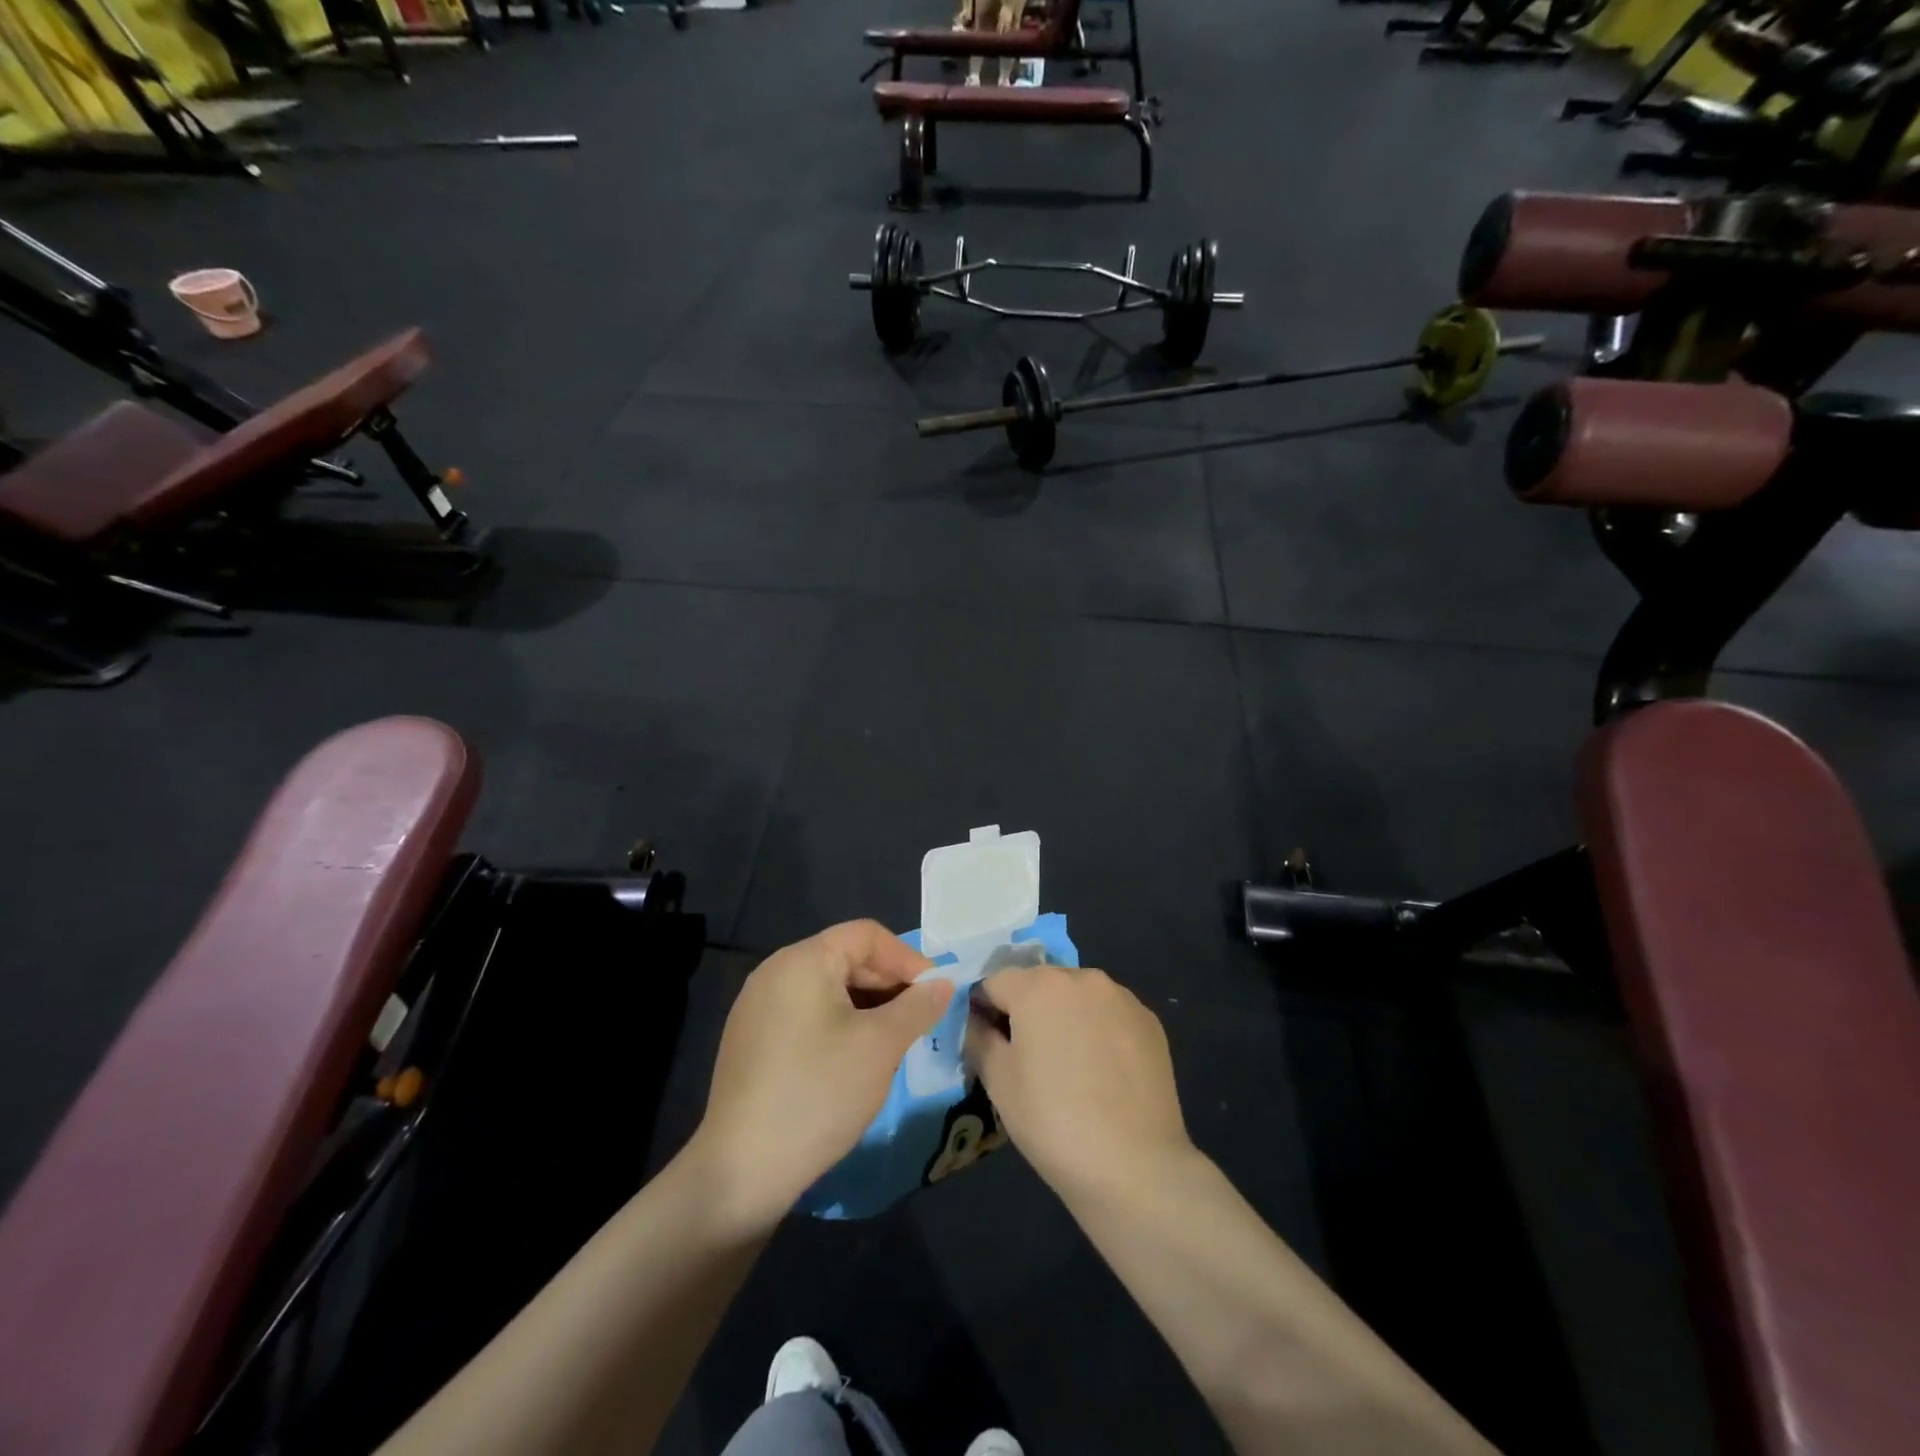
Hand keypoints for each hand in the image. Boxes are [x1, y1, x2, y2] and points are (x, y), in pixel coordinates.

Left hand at [691, 921, 950, 1231]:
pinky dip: (839, 1025)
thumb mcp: (881, 1046)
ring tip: (892, 1043)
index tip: (935, 995)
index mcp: (803, 960)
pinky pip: (807, 1014)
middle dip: (889, 985)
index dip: (907, 959)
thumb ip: (917, 1006)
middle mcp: (775, 972)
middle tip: (919, 1021)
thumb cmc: (819, 1093)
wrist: (742, 1171)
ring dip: (867, 1008)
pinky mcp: (751, 1040)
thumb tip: (943, 984)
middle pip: (846, 958)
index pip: (867, 935)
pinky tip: (853, 1062)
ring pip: (829, 989)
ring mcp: (757, 1007)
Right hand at [967, 966, 1194, 1206]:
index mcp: (1038, 985)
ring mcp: (1121, 997)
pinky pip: (1109, 1014)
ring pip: (1077, 996)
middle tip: (1027, 1057)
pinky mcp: (1149, 1021)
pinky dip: (1098, 1030)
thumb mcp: (998, 1081)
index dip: (984, 1009)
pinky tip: (1102, 1071)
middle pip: (1039, 983)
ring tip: (1069, 1065)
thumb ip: (979, 1037)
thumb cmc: (1052, 1120)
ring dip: (1065, 1016)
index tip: (986, 1042)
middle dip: (1027, 1009)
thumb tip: (979, 1021)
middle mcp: (1082, 977)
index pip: (995, 982)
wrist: (1134, 1165)